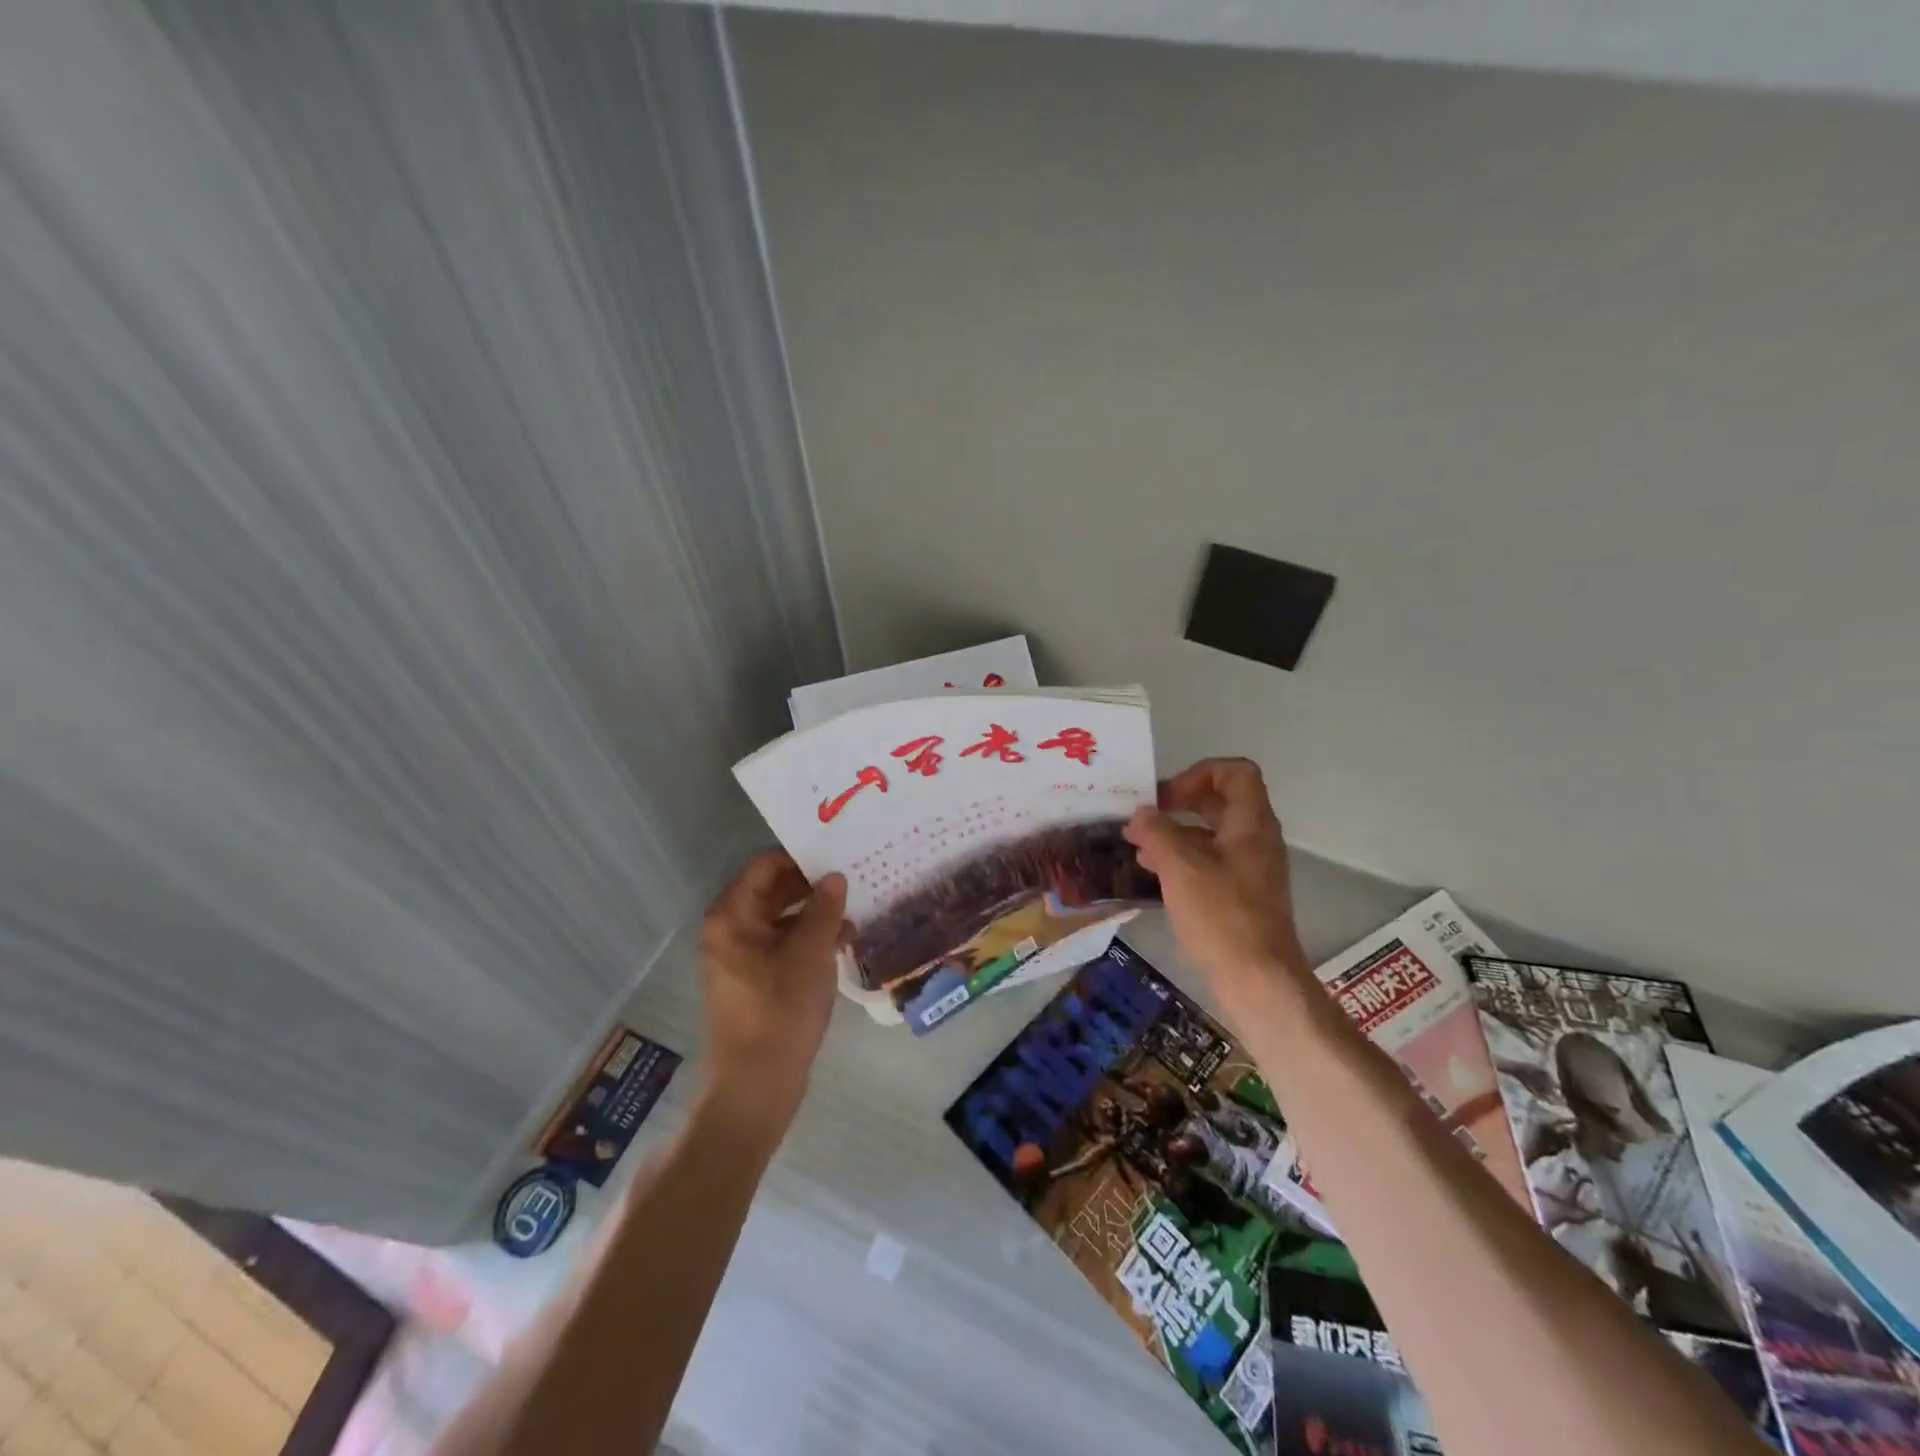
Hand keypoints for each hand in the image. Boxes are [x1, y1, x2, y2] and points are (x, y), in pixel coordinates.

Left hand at [698, 850, 847, 1121]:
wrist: (756, 1086)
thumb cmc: (780, 1012)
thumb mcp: (811, 955)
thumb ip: (825, 909)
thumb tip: (835, 876)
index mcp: (732, 916)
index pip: (765, 865)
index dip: (800, 857)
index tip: (838, 855)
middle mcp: (729, 929)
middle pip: (772, 890)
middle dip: (812, 885)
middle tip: (854, 878)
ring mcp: (740, 956)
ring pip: (780, 917)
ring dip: (815, 913)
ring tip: (855, 911)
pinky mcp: (753, 979)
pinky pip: (781, 943)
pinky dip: (808, 938)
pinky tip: (843, 942)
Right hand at [1124, 758, 1309, 1023]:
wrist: (1258, 980)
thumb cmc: (1221, 916)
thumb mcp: (1180, 867)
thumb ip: (1157, 833)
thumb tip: (1141, 815)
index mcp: (1251, 824)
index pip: (1235, 772)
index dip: (1199, 773)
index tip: (1167, 797)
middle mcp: (1255, 839)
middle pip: (1221, 801)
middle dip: (1180, 802)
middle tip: (1146, 816)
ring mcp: (1250, 868)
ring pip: (1211, 833)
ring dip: (1175, 832)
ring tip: (1137, 846)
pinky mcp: (1240, 895)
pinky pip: (1209, 861)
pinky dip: (1181, 858)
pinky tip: (1152, 873)